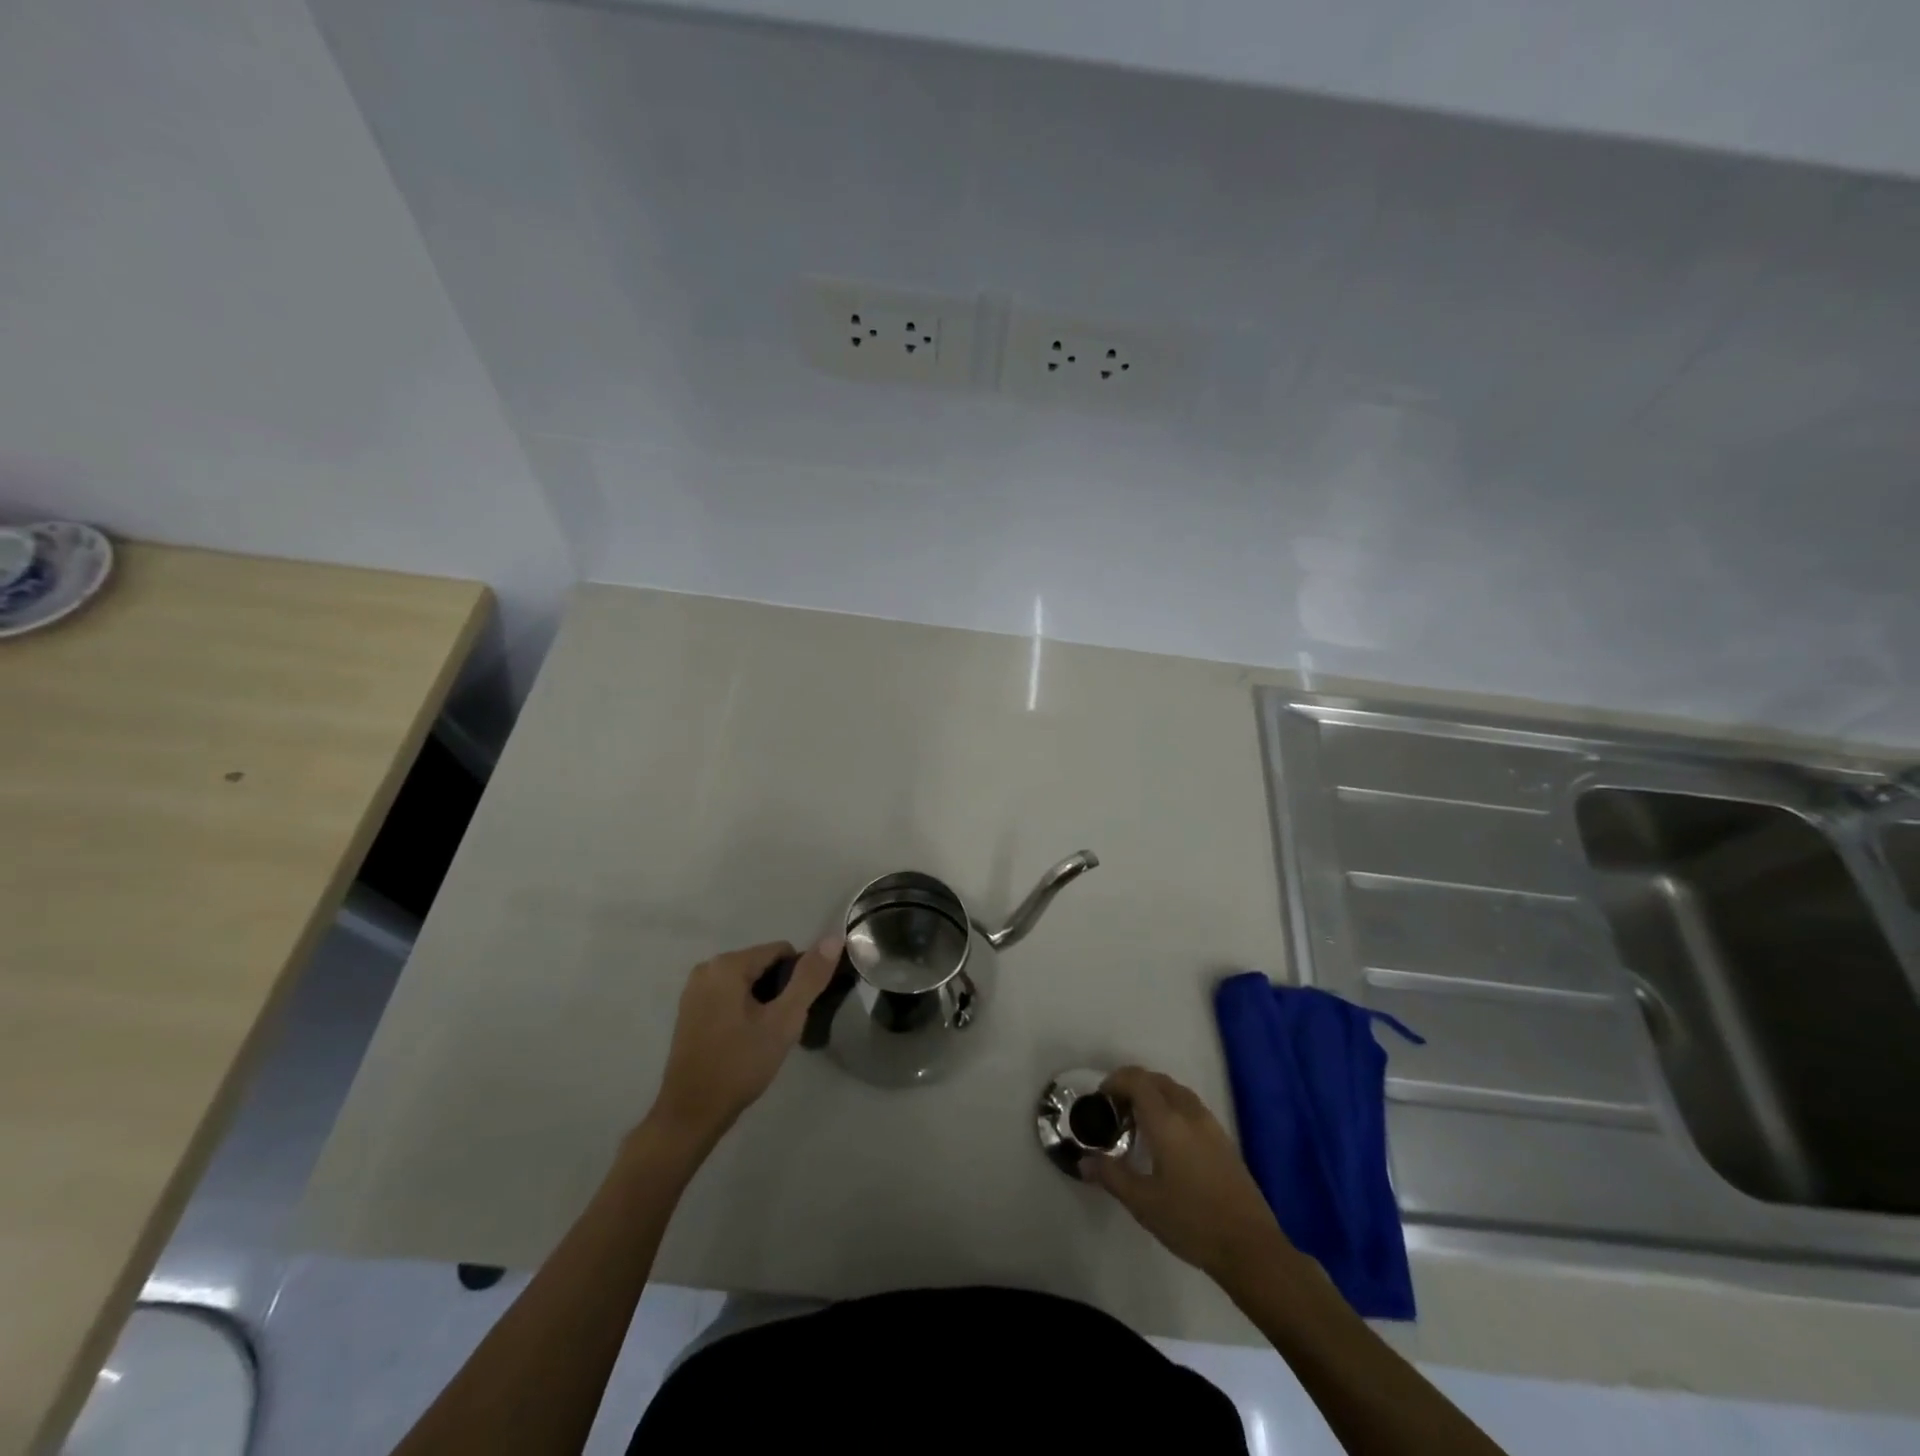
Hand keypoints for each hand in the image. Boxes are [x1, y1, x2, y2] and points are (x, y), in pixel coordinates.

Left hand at [645, 936, 841, 1148]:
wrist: (691, 1114)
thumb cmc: (740, 1064)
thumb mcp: (783, 1021)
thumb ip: (809, 978)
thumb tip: (834, 937)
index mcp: (727, 964)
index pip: (781, 951)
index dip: (798, 979)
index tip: (797, 1012)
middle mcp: (707, 968)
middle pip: (763, 965)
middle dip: (779, 991)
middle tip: (781, 1028)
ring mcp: (694, 990)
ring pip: (747, 982)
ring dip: (763, 1002)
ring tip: (766, 1036)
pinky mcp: (690, 1010)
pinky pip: (729, 996)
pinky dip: (744, 1010)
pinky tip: (746, 1040)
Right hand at [1081, 1066, 1287, 1281]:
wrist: (1250, 1248)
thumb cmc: (1191, 1222)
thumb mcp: (1143, 1202)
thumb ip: (1111, 1176)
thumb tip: (1083, 1162)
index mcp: (1167, 1121)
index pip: (1138, 1080)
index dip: (1115, 1081)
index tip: (1101, 1100)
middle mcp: (1189, 1113)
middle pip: (1157, 1080)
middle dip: (1133, 1086)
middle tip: (1116, 1111)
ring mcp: (1211, 1125)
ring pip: (1176, 1091)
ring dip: (1154, 1095)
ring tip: (1139, 1124)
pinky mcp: (1223, 1140)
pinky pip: (1191, 1107)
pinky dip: (1172, 1108)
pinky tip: (1167, 1141)